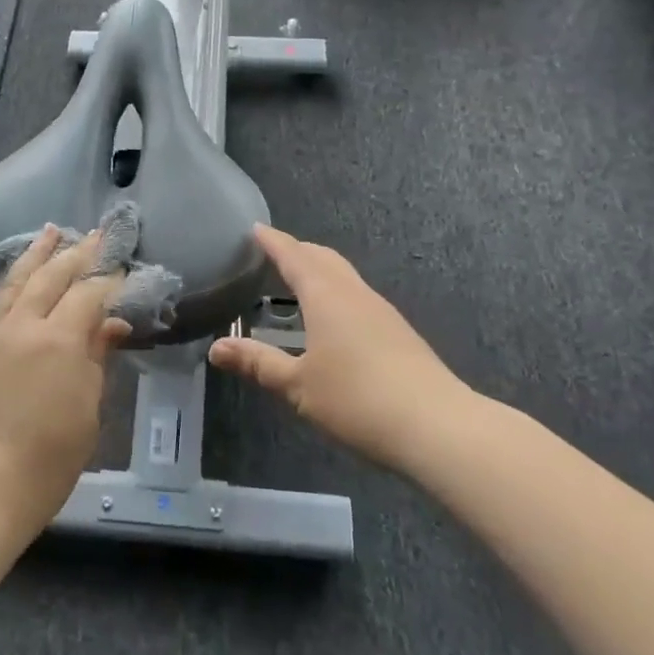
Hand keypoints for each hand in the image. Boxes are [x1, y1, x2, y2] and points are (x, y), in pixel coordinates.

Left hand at [0, 227, 127, 534]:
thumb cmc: (46, 461)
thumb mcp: (87, 412)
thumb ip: (96, 360)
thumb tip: (112, 326)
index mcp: (59, 341)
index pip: (90, 294)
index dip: (111, 279)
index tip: (126, 267)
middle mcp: (26, 325)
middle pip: (54, 275)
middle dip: (80, 253)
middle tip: (100, 235)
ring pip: (21, 278)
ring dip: (40, 253)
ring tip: (53, 231)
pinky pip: (1, 298)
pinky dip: (16, 276)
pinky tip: (23, 271)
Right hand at [209, 225, 463, 473]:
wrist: (437, 425)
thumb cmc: (357, 400)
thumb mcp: (298, 386)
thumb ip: (258, 364)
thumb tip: (216, 348)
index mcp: (325, 295)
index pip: (293, 255)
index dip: (272, 241)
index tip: (254, 229)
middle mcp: (353, 292)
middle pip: (322, 258)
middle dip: (297, 251)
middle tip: (272, 254)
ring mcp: (380, 310)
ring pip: (343, 275)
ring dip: (318, 271)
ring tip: (297, 283)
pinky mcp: (397, 331)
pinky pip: (357, 295)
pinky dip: (336, 292)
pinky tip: (332, 320)